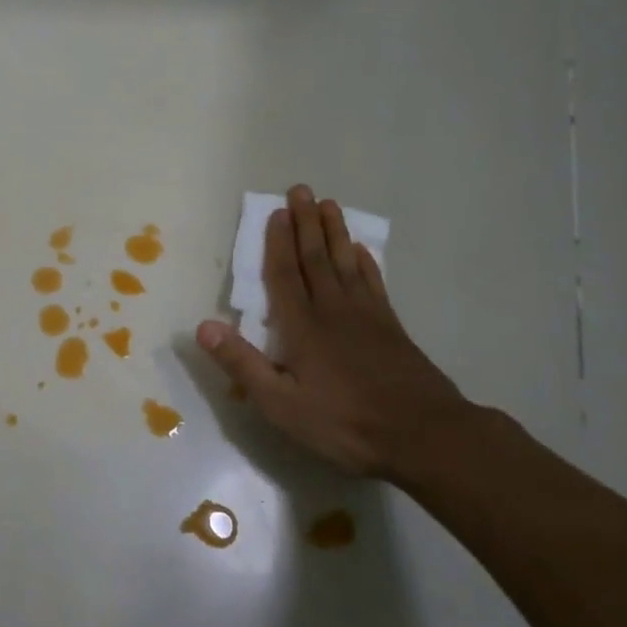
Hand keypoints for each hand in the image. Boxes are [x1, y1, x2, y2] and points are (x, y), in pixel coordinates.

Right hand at [196, 185, 471, 478]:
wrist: (423, 435)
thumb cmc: (344, 423)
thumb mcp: (281, 404)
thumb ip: (242, 364)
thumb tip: (203, 326)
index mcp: (302, 327)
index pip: (284, 275)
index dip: (278, 242)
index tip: (277, 212)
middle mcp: (332, 310)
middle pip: (316, 258)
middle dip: (306, 223)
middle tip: (302, 190)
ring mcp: (366, 317)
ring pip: (346, 263)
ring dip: (335, 233)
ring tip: (330, 205)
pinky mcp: (391, 328)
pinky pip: (374, 284)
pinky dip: (367, 264)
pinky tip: (363, 252)